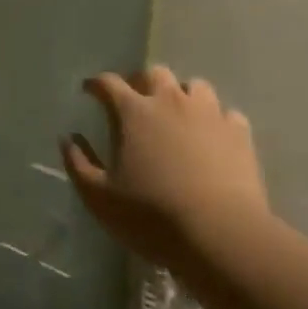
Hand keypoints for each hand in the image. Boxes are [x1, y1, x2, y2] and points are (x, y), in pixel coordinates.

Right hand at [61, 66, 269, 272]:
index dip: (96, 84)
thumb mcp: (100, 198)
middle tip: (137, 102)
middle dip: (142, 82)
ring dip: (183, 95)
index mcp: (133, 111)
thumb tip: (68, 139)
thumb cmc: (152, 216)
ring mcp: (208, 113)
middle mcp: (170, 100)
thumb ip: (79, 164)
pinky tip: (214, 138)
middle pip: (154, 73)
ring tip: (179, 115)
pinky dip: (217, 121)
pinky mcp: (239, 133)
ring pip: (195, 86)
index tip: (89, 90)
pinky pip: (227, 114)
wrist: (221, 235)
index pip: (108, 83)